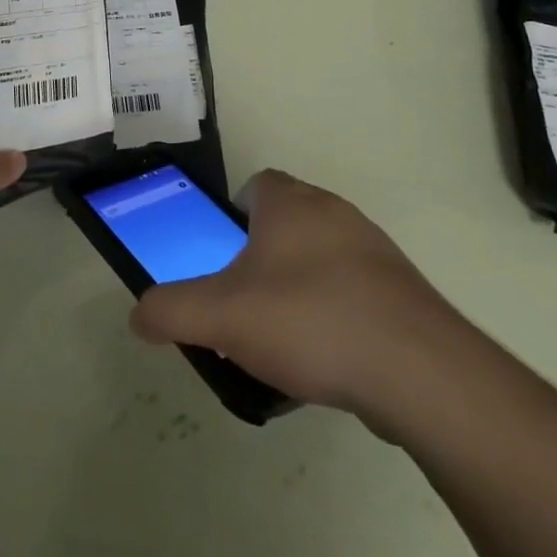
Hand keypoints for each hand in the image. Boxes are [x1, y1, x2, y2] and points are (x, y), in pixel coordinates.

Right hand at [129, 170, 458, 424]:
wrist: (417, 371)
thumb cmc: (309, 321)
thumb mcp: (221, 317)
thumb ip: (171, 310)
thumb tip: (138, 314)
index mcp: (290, 202)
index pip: (255, 185)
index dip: (231, 217)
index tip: (222, 259)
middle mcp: (333, 212)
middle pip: (285, 222)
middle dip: (260, 258)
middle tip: (242, 304)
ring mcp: (374, 250)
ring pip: (320, 258)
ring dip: (298, 288)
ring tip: (282, 342)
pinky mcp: (402, 291)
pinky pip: (353, 292)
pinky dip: (335, 315)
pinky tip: (327, 360)